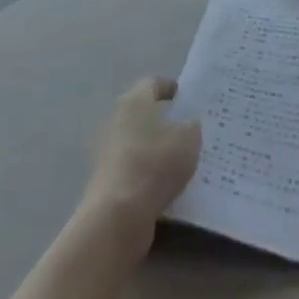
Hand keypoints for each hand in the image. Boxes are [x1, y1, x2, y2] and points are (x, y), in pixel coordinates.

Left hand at [81, 77, 201, 245]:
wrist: (118, 215)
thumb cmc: (155, 164)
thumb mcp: (189, 139)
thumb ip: (192, 127)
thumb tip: (188, 124)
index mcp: (134, 102)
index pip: (153, 83)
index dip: (172, 88)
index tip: (190, 100)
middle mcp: (115, 121)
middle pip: (143, 113)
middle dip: (166, 120)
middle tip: (191, 131)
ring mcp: (107, 152)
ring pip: (138, 142)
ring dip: (157, 149)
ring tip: (184, 160)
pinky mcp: (105, 180)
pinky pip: (134, 168)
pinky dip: (148, 172)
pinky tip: (168, 185)